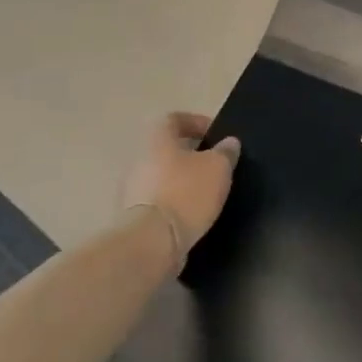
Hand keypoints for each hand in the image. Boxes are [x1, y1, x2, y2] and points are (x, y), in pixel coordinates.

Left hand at [124, 112, 239, 253]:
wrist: (151, 242)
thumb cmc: (186, 193)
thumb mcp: (218, 167)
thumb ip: (225, 152)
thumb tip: (229, 142)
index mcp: (158, 140)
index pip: (174, 119)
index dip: (196, 122)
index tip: (215, 135)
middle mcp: (139, 160)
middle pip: (167, 149)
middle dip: (191, 155)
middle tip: (215, 165)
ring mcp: (132, 190)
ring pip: (162, 176)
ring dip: (182, 181)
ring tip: (207, 192)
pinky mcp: (133, 217)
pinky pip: (158, 201)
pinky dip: (174, 203)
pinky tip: (193, 214)